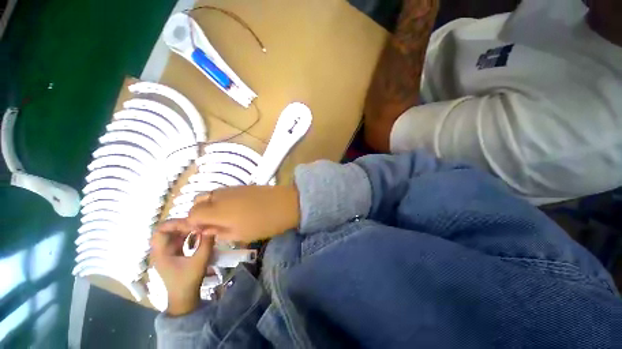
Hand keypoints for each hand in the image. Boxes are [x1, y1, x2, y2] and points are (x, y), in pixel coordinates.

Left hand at [150, 219, 213, 315]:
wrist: (184, 298)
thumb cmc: (188, 280)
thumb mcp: (199, 261)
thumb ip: (206, 244)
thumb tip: (212, 228)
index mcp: (161, 252)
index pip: (161, 230)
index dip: (175, 223)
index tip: (192, 223)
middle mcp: (161, 250)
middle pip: (167, 230)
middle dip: (183, 224)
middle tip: (198, 223)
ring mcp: (167, 252)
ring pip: (173, 234)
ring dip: (186, 229)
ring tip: (200, 227)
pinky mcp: (174, 254)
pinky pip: (178, 239)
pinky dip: (188, 235)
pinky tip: (198, 235)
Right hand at [187, 185, 300, 242]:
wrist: (286, 204)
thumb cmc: (264, 224)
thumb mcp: (240, 235)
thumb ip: (219, 232)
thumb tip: (205, 230)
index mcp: (217, 211)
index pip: (192, 213)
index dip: (194, 223)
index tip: (204, 231)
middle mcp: (220, 196)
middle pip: (198, 201)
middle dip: (200, 212)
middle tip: (213, 223)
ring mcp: (232, 188)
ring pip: (211, 194)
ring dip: (211, 205)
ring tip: (224, 216)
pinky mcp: (242, 185)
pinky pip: (224, 191)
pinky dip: (222, 199)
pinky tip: (234, 207)